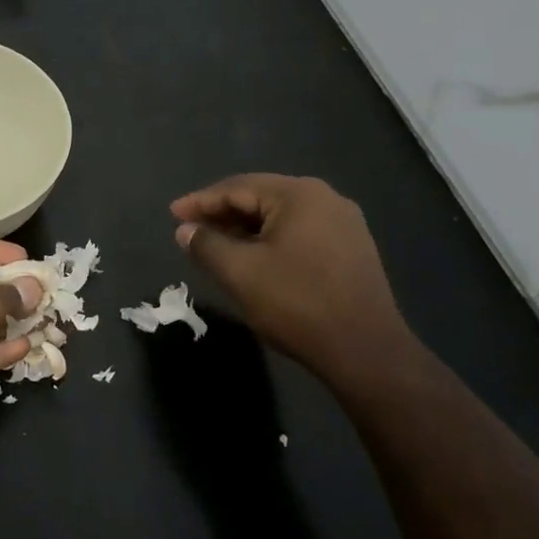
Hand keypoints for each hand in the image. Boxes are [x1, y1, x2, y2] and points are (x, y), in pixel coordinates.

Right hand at [171, 174, 409, 377]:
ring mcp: (344, 224)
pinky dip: (270, 241)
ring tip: (215, 245)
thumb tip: (185, 230)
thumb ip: (207, 245)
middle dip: (222, 214)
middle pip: (261, 198)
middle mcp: (325, 199)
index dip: (201, 201)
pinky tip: (253, 259)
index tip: (172, 214)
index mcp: (299, 194)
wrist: (365, 350)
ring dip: (245, 229)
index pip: (238, 188)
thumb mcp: (241, 273)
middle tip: (190, 230)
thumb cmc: (297, 303)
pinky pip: (299, 234)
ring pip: (280, 218)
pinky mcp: (351, 250)